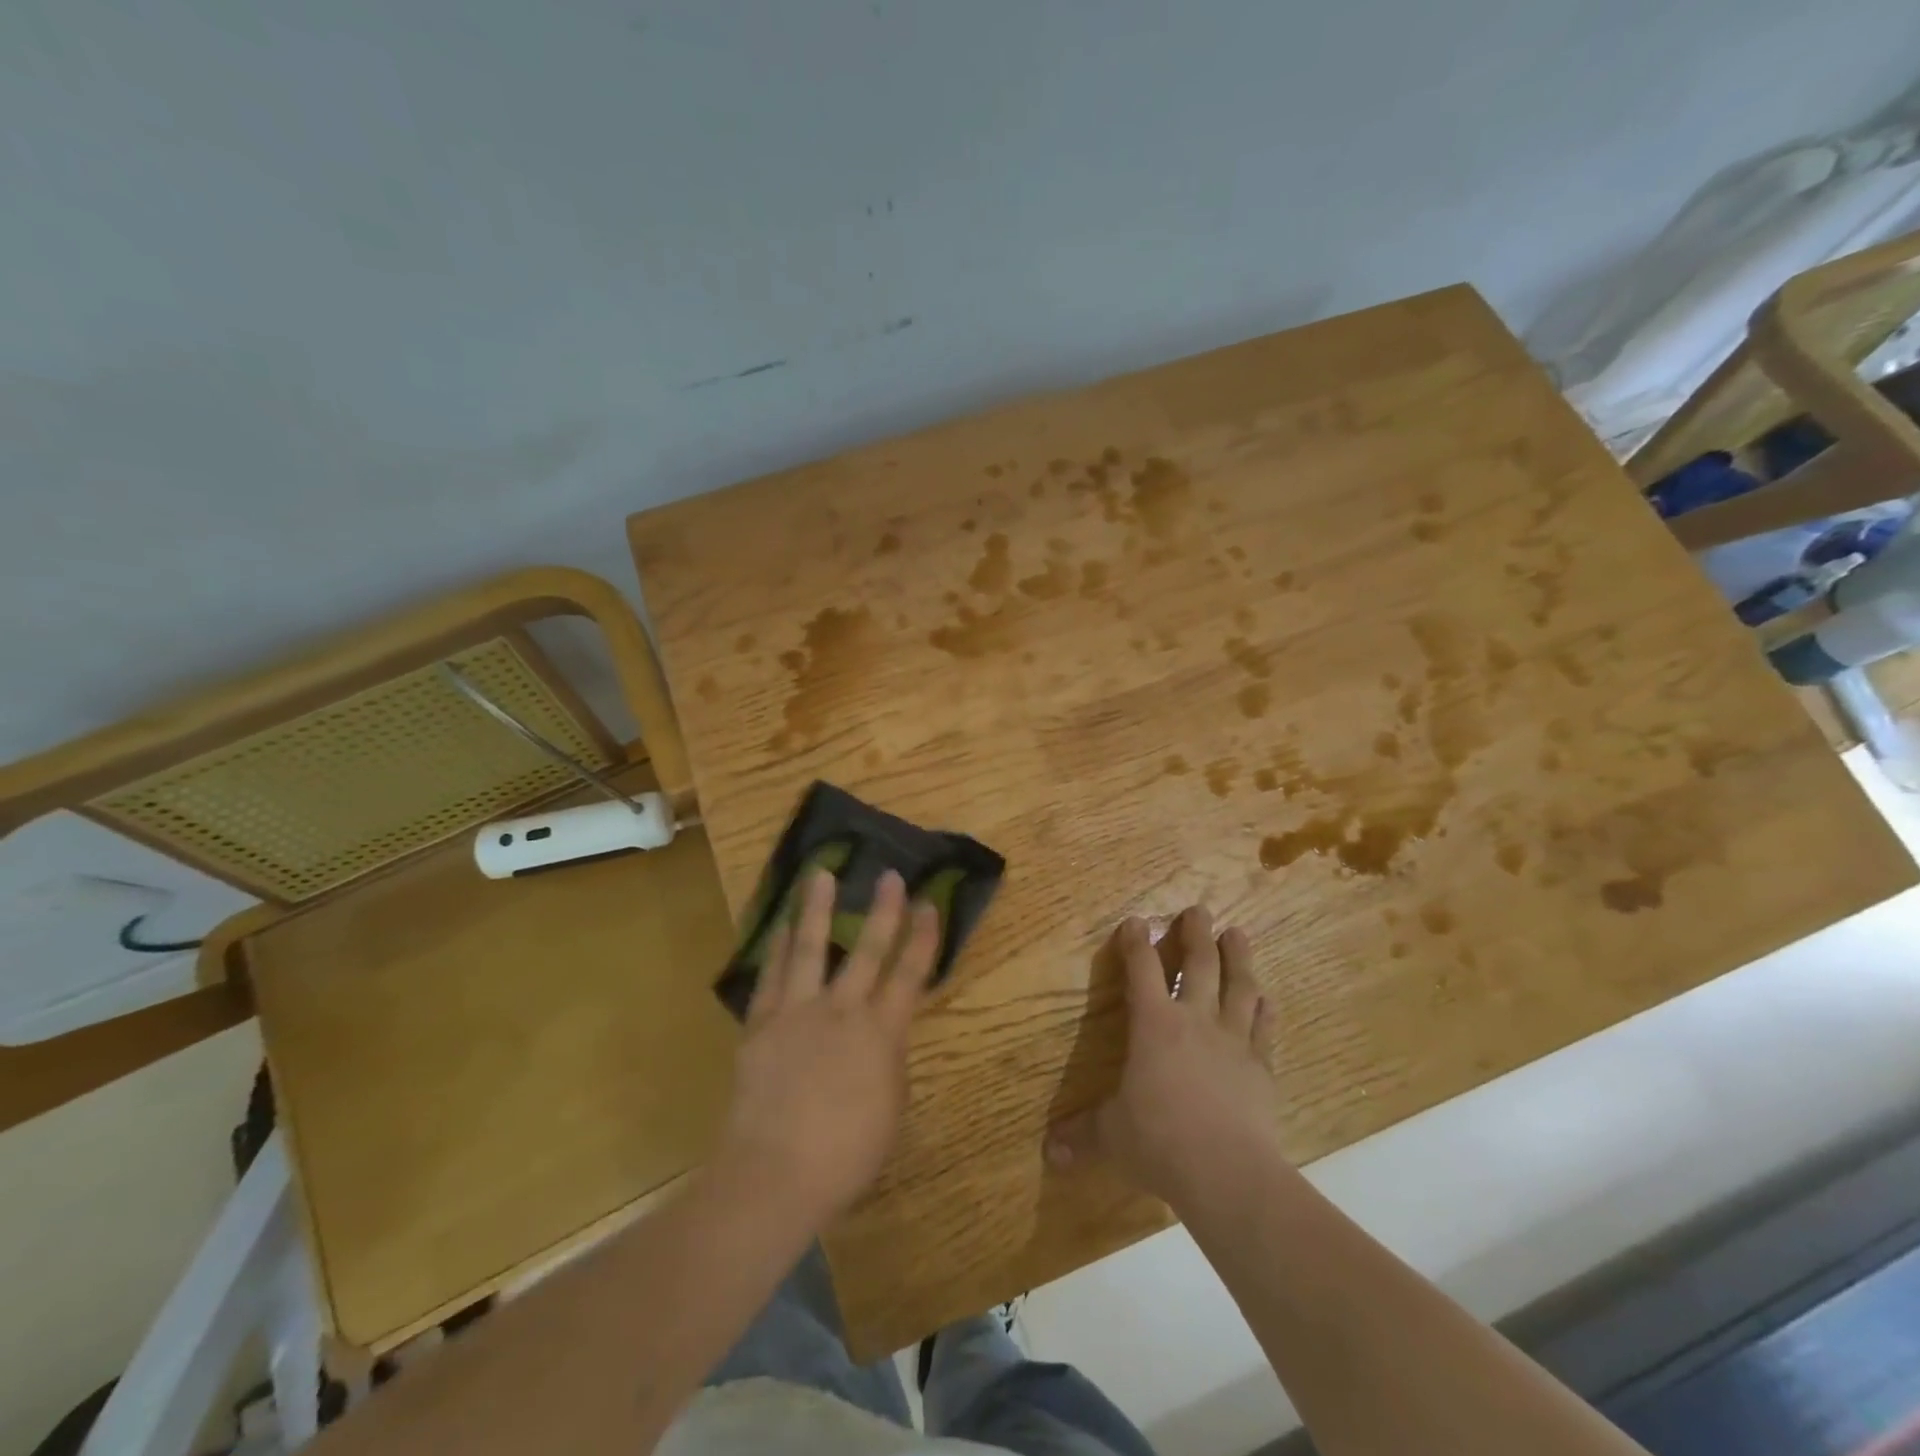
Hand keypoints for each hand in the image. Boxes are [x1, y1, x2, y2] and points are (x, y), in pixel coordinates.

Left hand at [717, 867, 939, 1227]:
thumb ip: (887, 1062)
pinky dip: (779, 946)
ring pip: (811, 947)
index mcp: (882, 1033)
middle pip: (867, 949)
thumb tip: (880, 1037)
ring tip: (819, 873)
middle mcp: (842, 1010)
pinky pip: (772, 974)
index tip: (929, 903)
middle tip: (888, 874)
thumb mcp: (889, 1109)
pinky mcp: (762, 1023)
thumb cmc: (845, 1155)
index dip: (923, 937)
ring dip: (816, 907)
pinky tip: (782, 924)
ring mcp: (798, 1012)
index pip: (910, 974)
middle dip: (882, 910)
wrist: (775, 1174)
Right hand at [1046, 907, 1279, 1209]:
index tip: (1136, 921)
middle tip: (1200, 909)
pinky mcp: (1261, 1066)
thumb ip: (1081, 1136)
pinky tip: (1265, 997)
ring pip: (1239, 986)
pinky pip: (1264, 1027)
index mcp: (1154, 1024)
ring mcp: (1233, 1040)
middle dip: (1197, 934)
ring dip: (1238, 957)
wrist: (1228, 1172)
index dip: (1136, 942)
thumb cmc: (1159, 1141)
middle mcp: (1195, 1020)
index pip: (1142, 970)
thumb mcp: (1110, 1137)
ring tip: (1237, 933)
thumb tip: (1047, 1152)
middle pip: (1199, 964)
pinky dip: (1263, 1008)